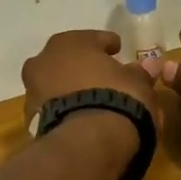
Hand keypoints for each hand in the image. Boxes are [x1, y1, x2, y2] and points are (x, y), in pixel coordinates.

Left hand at [21, 30, 161, 131]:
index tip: (118, 51)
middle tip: (101, 76)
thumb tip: (150, 65)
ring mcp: (33, 89)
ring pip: (54, 83)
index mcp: (72, 42)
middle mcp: (45, 59)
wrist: (87, 141)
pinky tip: (77, 119)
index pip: (95, 38)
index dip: (109, 45)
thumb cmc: (117, 99)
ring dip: (69, 88)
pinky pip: (51, 107)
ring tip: (89, 101)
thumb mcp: (138, 84)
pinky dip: (62, 109)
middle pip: (68, 59)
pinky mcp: (30, 118)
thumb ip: (141, 72)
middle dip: (82, 66)